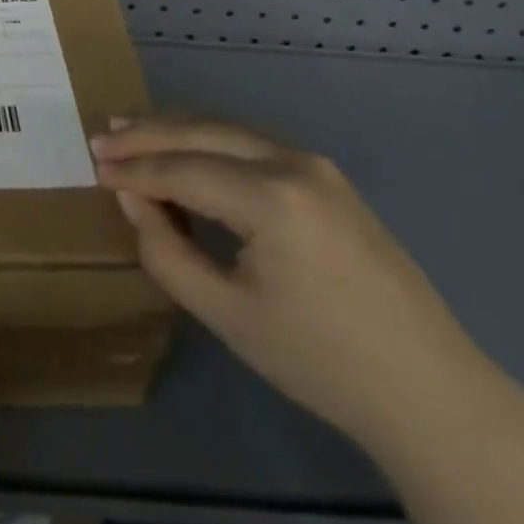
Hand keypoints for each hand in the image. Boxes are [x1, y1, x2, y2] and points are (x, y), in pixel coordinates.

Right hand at [90, 116, 500, 450]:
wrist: (431, 393)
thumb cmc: (322, 362)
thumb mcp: (228, 316)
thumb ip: (166, 251)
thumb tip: (130, 198)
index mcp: (273, 198)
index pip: (183, 169)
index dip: (134, 168)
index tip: (92, 165)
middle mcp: (294, 162)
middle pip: (203, 132)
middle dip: (148, 133)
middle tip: (101, 135)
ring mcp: (315, 164)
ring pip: (227, 130)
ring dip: (177, 131)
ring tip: (131, 131)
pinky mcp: (326, 176)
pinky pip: (252, 145)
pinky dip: (210, 144)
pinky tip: (187, 151)